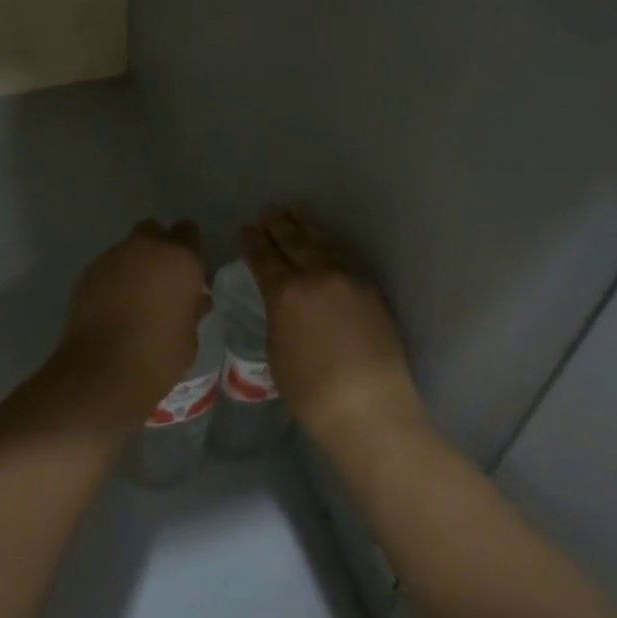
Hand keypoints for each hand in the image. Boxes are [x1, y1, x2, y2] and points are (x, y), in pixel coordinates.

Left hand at [57, 220, 209, 420]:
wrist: (102, 372)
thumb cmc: (158, 357)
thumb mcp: (189, 338)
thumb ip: (191, 309)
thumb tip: (193, 300)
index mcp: (180, 259)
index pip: (188, 231)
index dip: (188, 248)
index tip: (186, 271)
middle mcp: (146, 248)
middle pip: (153, 230)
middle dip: (157, 247)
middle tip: (159, 280)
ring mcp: (114, 256)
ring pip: (127, 249)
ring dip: (133, 265)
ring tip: (132, 299)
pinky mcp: (88, 271)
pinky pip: (107, 267)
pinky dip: (112, 280)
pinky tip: (111, 308)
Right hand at [242, 207, 425, 448]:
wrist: (369, 407)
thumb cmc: (311, 390)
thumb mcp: (276, 349)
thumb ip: (277, 315)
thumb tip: (282, 300)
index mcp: (285, 292)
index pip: (263, 258)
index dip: (253, 242)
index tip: (246, 229)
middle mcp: (315, 275)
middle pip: (292, 241)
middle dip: (277, 225)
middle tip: (267, 211)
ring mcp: (346, 278)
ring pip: (321, 241)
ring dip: (305, 225)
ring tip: (295, 210)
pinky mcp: (369, 288)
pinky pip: (345, 254)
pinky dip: (331, 241)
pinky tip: (325, 238)